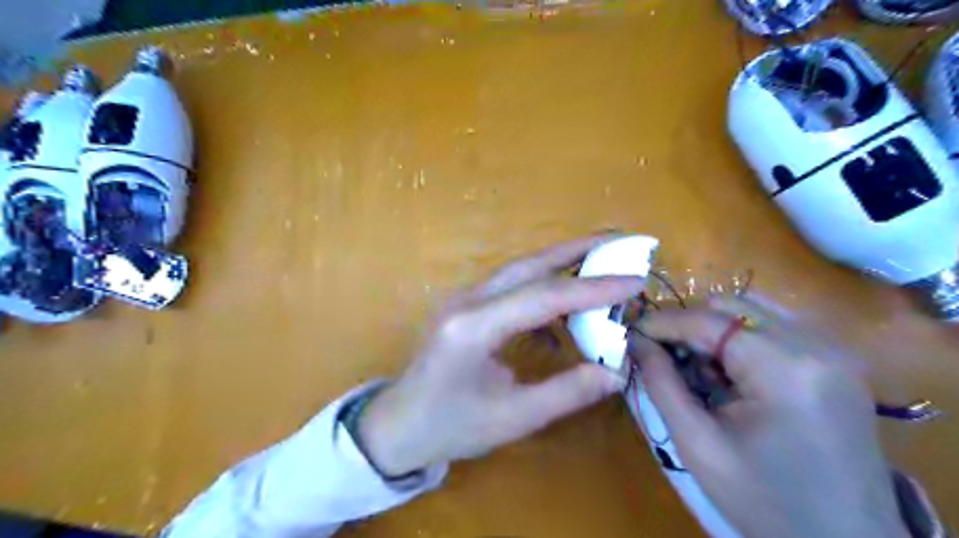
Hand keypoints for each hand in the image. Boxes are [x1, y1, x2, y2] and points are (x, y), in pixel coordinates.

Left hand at [356, 236, 638, 475]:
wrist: (398, 424)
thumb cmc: (450, 427)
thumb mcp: (512, 419)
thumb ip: (566, 392)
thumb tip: (616, 371)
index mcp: (474, 327)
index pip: (544, 296)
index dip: (593, 288)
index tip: (635, 280)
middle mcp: (467, 301)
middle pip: (529, 265)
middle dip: (578, 250)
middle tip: (621, 242)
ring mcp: (463, 298)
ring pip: (520, 269)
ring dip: (561, 263)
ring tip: (601, 262)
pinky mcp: (466, 305)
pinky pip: (511, 286)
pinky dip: (543, 287)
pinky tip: (564, 305)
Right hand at [631, 296, 907, 537]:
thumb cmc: (765, 500)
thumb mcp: (698, 444)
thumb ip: (660, 383)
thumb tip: (634, 341)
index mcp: (785, 367)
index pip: (707, 320)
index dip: (662, 322)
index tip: (630, 333)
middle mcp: (815, 344)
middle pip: (730, 307)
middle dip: (688, 327)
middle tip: (665, 359)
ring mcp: (832, 349)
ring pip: (749, 313)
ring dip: (713, 335)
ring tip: (700, 375)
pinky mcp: (835, 360)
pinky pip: (771, 330)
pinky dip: (738, 344)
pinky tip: (731, 379)